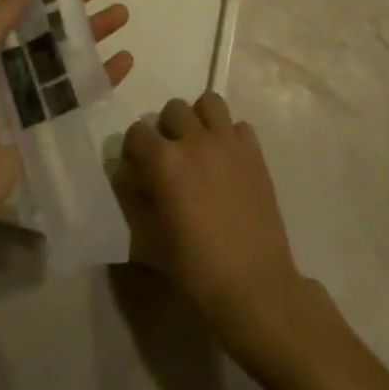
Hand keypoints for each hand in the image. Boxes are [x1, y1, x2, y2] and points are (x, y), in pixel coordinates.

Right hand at [116, 92, 313, 361]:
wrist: (255, 286)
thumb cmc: (197, 270)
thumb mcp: (152, 240)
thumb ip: (137, 199)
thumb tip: (132, 176)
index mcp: (165, 162)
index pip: (137, 132)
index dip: (134, 149)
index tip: (138, 168)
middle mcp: (196, 141)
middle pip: (173, 109)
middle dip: (165, 129)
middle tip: (170, 157)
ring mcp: (229, 143)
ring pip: (208, 103)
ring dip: (199, 119)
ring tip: (199, 147)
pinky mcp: (255, 152)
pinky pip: (239, 125)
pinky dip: (229, 135)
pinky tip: (227, 161)